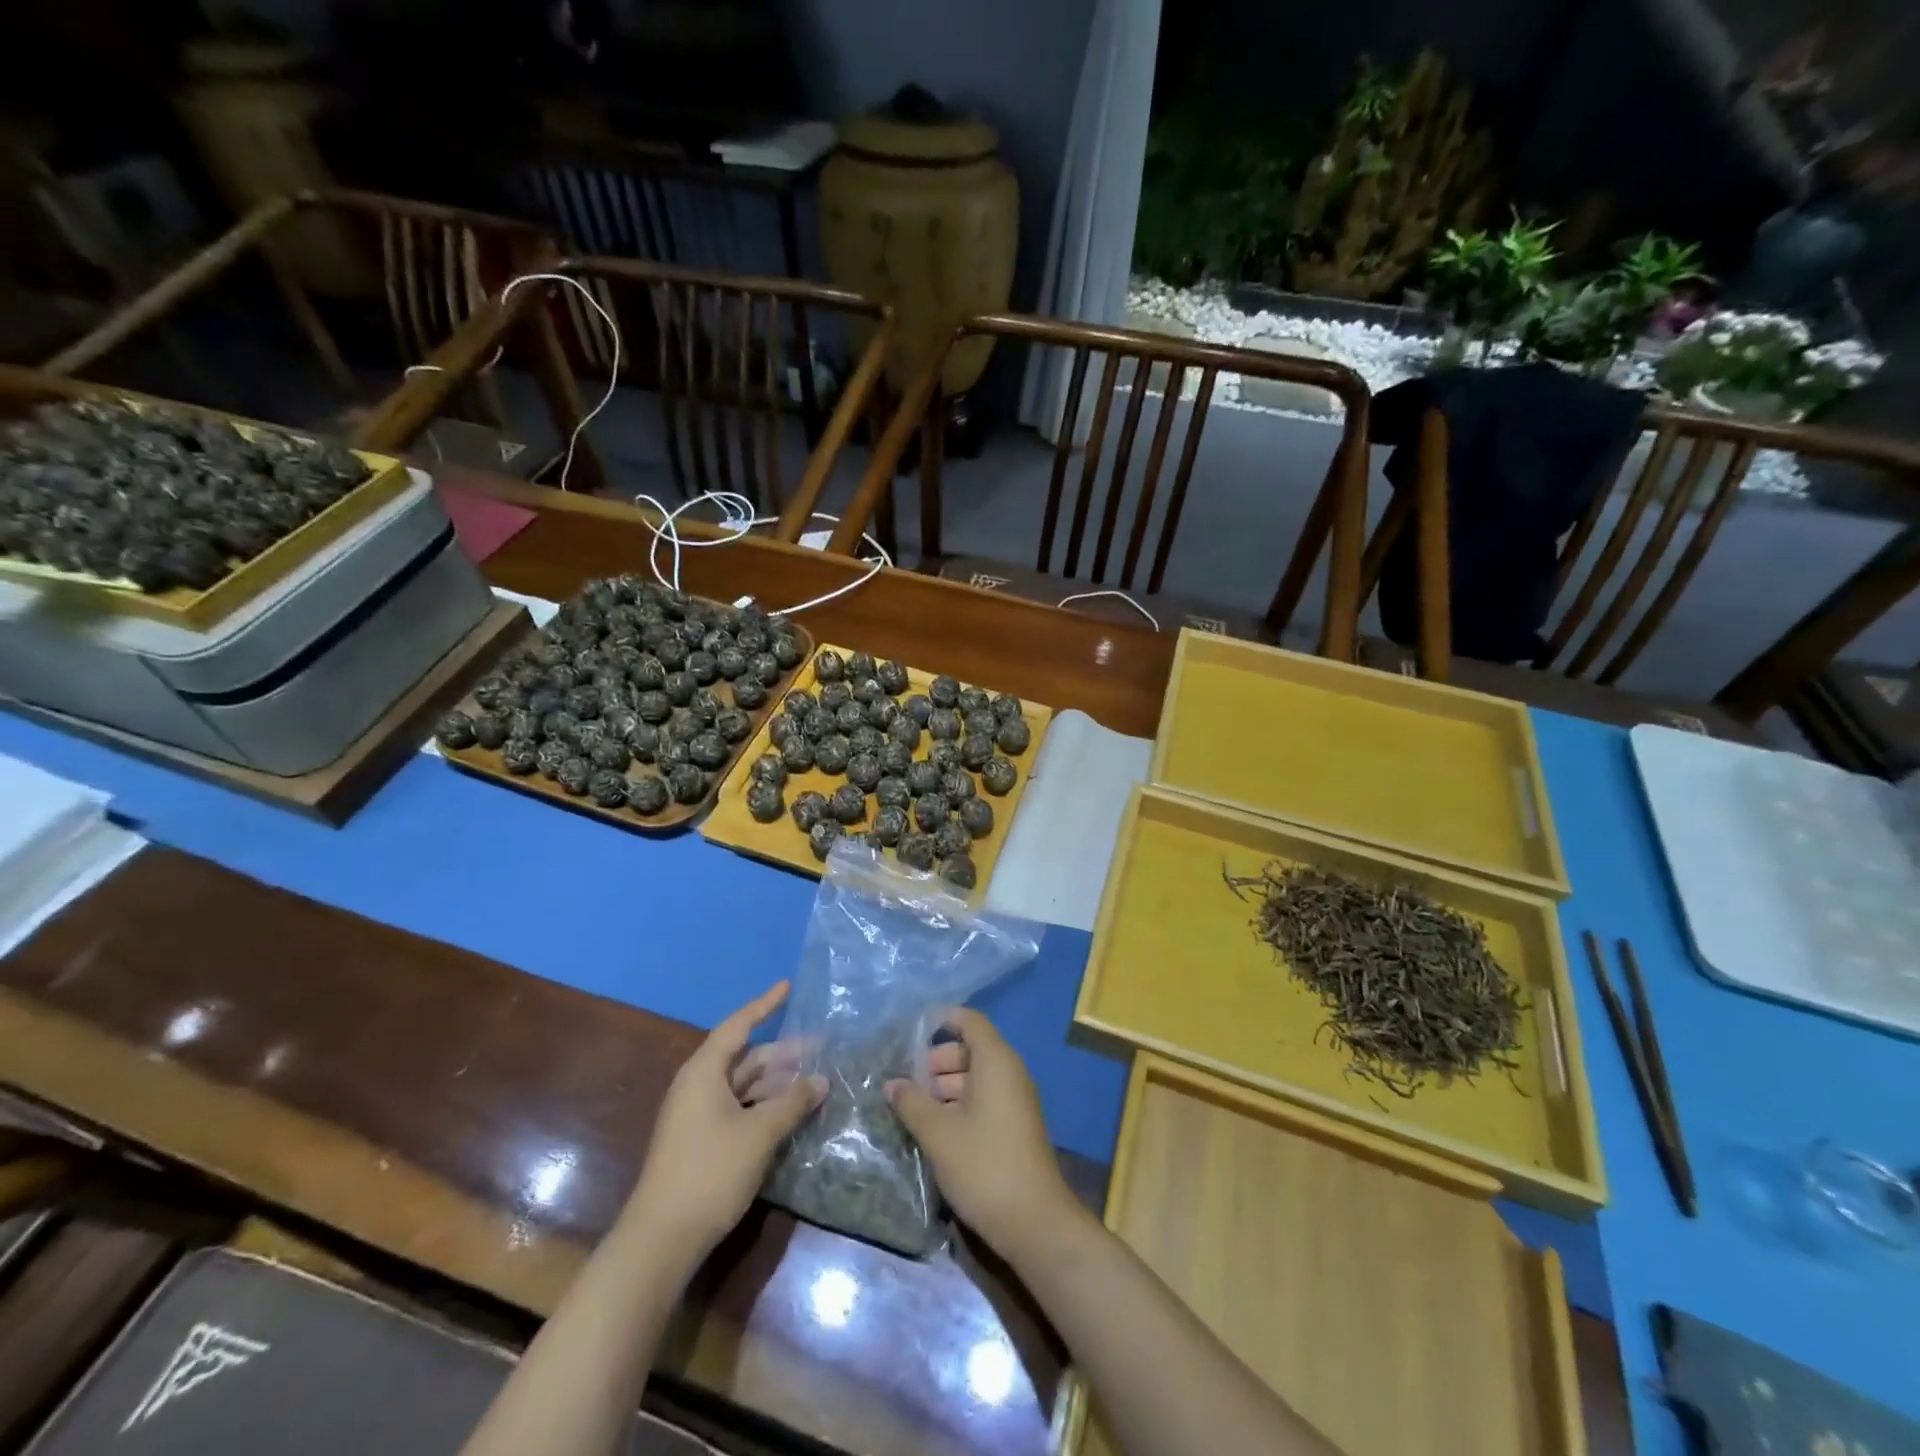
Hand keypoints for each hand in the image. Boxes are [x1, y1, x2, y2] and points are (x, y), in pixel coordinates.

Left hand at [624, 982, 824, 1262]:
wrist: (662, 1238)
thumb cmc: (711, 1171)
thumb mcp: (759, 1133)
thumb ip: (792, 1102)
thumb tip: (821, 1080)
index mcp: (704, 1071)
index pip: (739, 1025)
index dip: (765, 1005)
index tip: (788, 986)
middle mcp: (699, 1086)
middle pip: (746, 1057)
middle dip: (784, 1053)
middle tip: (822, 1048)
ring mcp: (698, 1115)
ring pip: (745, 1085)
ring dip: (777, 1082)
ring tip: (814, 1082)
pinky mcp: (701, 1141)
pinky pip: (739, 1108)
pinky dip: (765, 1105)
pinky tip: (791, 1112)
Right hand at [886, 1008, 1076, 1258]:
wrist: (1034, 1222)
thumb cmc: (983, 1165)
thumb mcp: (938, 1133)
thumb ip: (912, 1103)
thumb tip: (892, 1083)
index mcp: (996, 1061)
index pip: (970, 1021)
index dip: (943, 1020)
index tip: (912, 1032)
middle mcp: (1009, 1073)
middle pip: (971, 1050)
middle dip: (936, 1062)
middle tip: (905, 1083)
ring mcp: (1015, 1101)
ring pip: (975, 1078)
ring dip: (945, 1088)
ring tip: (912, 1109)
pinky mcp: (1015, 1127)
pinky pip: (984, 1100)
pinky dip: (960, 1105)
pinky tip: (934, 1129)